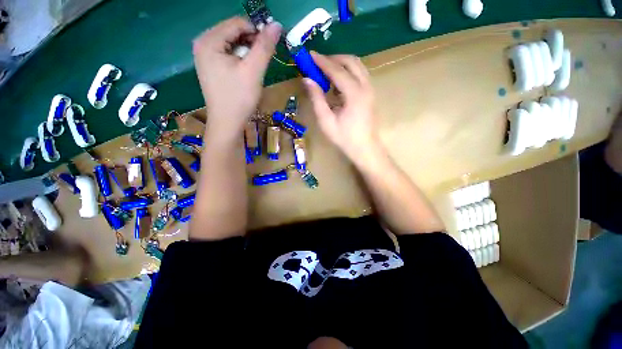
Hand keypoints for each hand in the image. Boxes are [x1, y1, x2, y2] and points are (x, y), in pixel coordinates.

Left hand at [193, 17, 281, 140]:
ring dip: (247, 52)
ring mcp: (205, 55)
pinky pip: (228, 54)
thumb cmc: (239, 98)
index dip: (257, 31)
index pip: (237, 23)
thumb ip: (264, 46)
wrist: (227, 123)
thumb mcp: (253, 71)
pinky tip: (246, 72)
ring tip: (255, 68)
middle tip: (262, 61)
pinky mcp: (210, 66)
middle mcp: (203, 43)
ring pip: (232, 43)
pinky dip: (240, 59)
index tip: (271, 46)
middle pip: (233, 32)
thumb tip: (276, 24)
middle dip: (251, 43)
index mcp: (209, 40)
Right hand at [303, 53, 381, 164]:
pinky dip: (348, 72)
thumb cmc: (344, 138)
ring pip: (357, 65)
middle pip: (351, 61)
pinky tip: (337, 83)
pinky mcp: (370, 93)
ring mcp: (370, 89)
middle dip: (333, 59)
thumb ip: (317, 99)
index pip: (337, 70)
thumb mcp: (326, 121)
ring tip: (326, 72)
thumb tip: (307, 79)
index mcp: (354, 94)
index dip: (322, 61)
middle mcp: (365, 86)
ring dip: (341, 64)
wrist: (364, 148)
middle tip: (318, 64)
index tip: (309, 55)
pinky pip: (359, 74)